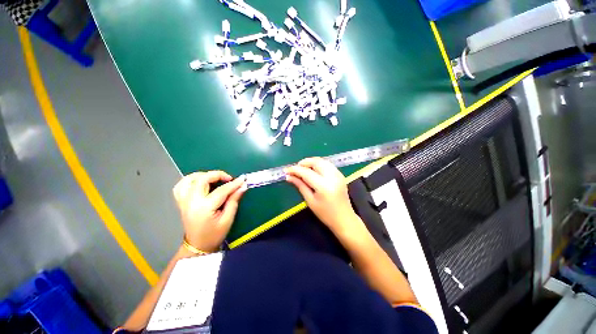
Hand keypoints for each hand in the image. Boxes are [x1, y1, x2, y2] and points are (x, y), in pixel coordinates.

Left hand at [173, 171, 246, 251]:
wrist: (197, 246)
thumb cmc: (214, 235)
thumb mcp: (228, 219)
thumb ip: (234, 201)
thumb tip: (242, 186)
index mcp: (204, 208)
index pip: (221, 190)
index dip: (233, 184)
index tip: (243, 180)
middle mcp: (191, 201)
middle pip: (202, 179)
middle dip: (217, 175)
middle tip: (229, 179)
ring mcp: (183, 201)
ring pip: (189, 179)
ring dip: (203, 175)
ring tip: (214, 179)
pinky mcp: (181, 202)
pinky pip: (181, 185)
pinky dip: (191, 180)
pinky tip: (200, 182)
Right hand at [285, 157, 360, 234]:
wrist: (344, 219)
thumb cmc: (325, 214)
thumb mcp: (310, 201)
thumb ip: (300, 185)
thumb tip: (289, 176)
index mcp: (324, 186)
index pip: (306, 172)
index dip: (295, 170)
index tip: (286, 170)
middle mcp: (332, 177)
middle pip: (316, 162)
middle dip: (304, 162)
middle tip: (295, 169)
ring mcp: (338, 174)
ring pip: (322, 161)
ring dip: (311, 162)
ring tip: (303, 169)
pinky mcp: (340, 175)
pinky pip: (328, 164)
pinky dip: (319, 164)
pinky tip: (313, 170)